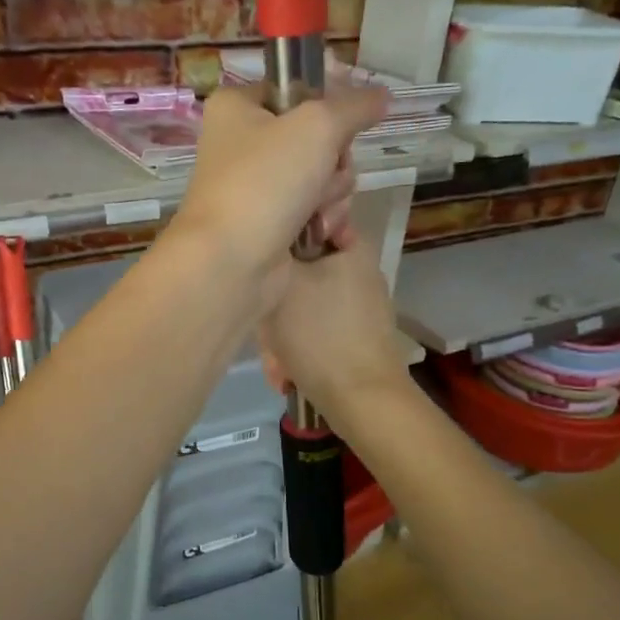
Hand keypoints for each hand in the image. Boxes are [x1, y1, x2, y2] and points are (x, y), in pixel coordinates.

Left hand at [169, 84, 387, 312]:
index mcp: (237, 108)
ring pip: (321, 178)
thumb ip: (355, 105)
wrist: (231, 262)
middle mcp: (243, 145)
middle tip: (323, 177)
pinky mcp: (269, 225)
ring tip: (319, 214)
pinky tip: (328, 234)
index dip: (326, 105)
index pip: (295, 89)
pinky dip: (326, 222)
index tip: (342, 122)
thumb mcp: (318, 126)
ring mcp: (256, 188)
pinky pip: (314, 211)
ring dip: (332, 196)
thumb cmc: (265, 180)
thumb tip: (382, 96)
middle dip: (333, 163)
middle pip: (317, 139)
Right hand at [259, 237, 410, 424]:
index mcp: (353, 248)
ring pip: (302, 305)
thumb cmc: (319, 332)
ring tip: (274, 359)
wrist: (360, 398)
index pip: (307, 221)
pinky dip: (296, 346)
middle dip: (275, 300)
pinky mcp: (355, 336)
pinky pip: (314, 329)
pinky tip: (284, 371)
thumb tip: (268, 236)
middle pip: (300, 270)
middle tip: (262, 323)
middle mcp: (359, 272)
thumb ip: (273, 250)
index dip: (278, 237)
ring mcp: (359, 307)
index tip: (259, 260)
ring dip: (280, 330)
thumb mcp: (284, 281)